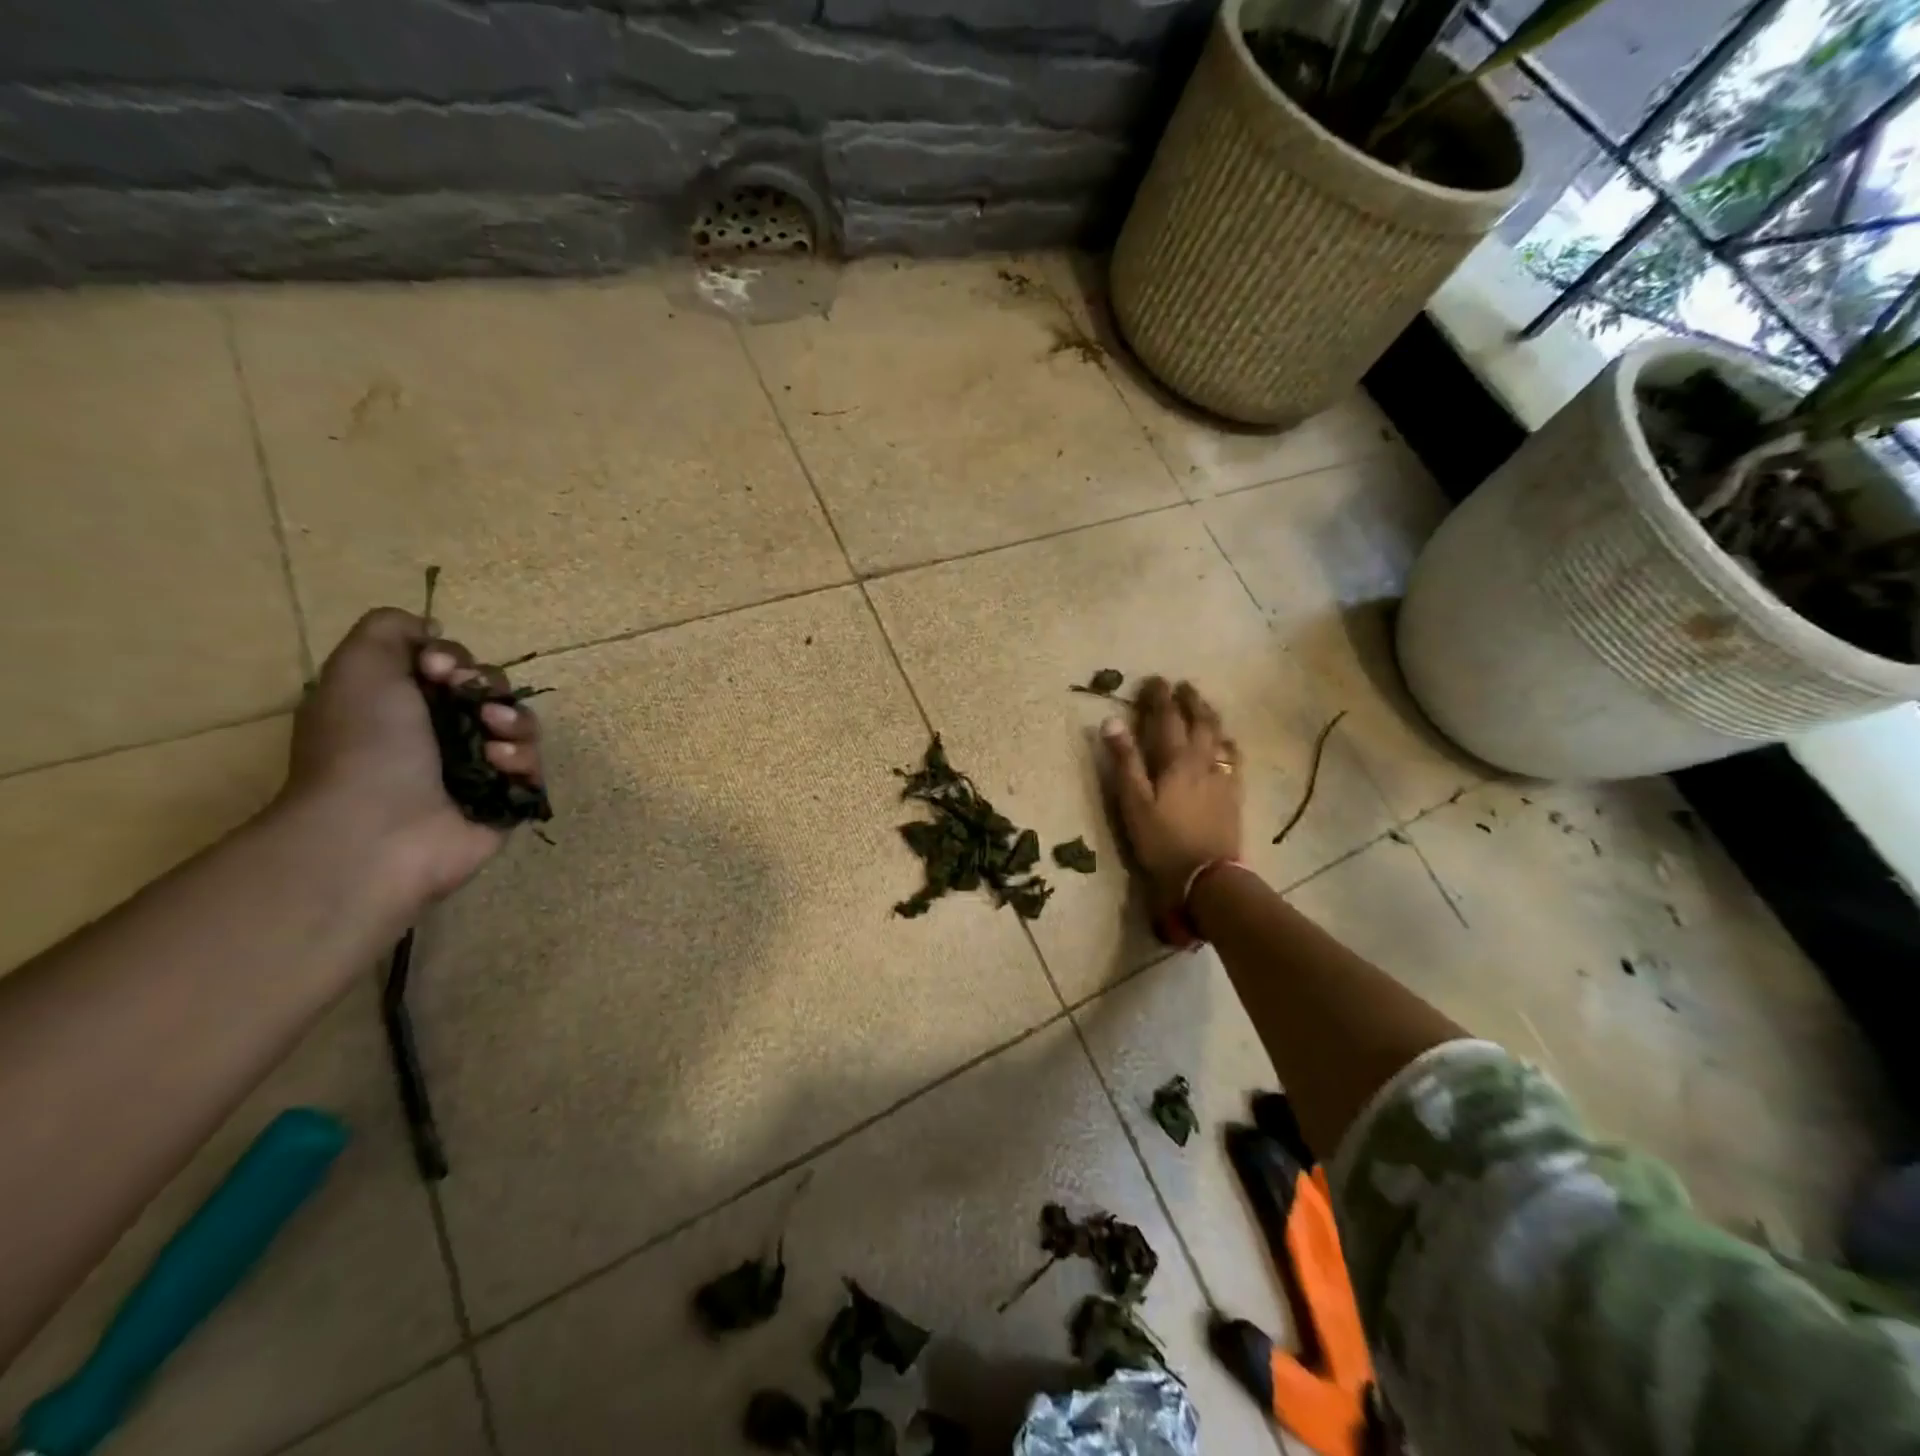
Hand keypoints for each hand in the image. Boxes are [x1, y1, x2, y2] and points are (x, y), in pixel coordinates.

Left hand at [282, 608, 544, 910]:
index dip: (454, 659)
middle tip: (474, 703)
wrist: (379, 829)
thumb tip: (431, 630)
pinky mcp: (504, 800)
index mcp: (400, 705)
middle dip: (491, 688)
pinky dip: (523, 760)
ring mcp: (474, 770)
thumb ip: (390, 629)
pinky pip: (533, 767)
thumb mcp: (359, 666)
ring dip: (515, 722)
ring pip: (520, 727)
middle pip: (491, 692)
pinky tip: (501, 766)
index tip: (440, 669)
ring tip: (494, 738)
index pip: (451, 667)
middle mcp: (436, 735)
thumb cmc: (365, 744)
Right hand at [1102, 678, 1242, 919]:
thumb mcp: (1134, 802)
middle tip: (1182, 686)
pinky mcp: (1234, 794)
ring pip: (1220, 736)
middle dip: (1189, 700)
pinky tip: (1226, 744)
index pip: (1167, 718)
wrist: (1207, 875)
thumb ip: (1125, 760)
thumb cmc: (1162, 839)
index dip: (1160, 697)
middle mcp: (1203, 760)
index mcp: (1176, 759)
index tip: (1154, 680)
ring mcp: (1223, 777)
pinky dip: (1228, 743)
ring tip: (1203, 707)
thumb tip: (1111, 721)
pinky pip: (1234, 758)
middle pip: (1200, 721)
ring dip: (1210, 716)